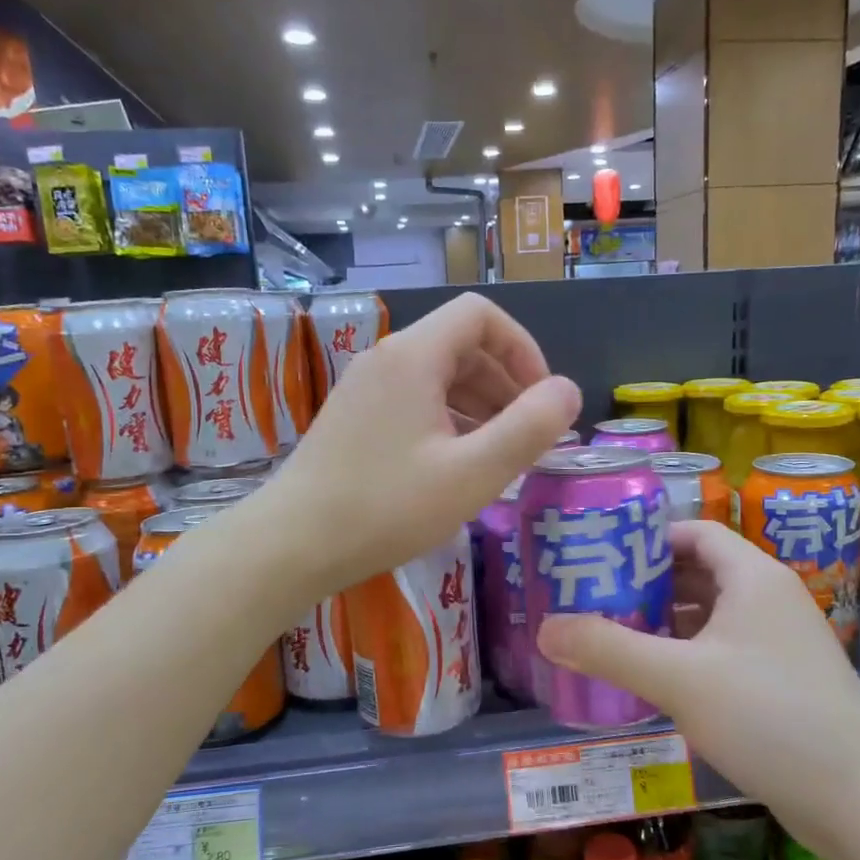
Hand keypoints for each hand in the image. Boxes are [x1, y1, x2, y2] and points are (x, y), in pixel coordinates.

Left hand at [270, 292, 580, 594]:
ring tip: (501, 455)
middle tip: (528, 436)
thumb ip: (529, 428)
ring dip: (480, 405)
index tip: (541, 399)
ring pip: (437, 376)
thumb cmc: (386, 507)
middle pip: (460, 344)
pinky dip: (448, 420)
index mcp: (413, 356)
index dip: (522, 349)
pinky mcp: (353, 419)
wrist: (292, 545)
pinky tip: (457, 465)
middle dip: (505, 383)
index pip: (481, 315)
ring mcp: (364, 389)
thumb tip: (567, 390)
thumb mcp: (472, 473)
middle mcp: (386, 359)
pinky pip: (414, 401)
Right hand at [534, 521, 859, 803]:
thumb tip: (544, 628)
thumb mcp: (678, 679)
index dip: (647, 537)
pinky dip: (687, 652)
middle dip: (647, 582)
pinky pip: (724, 649)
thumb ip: (608, 650)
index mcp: (753, 576)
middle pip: (700, 571)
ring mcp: (781, 641)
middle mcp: (770, 598)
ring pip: (711, 614)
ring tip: (612, 634)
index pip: (695, 532)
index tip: (600, 556)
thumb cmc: (769, 718)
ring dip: (665, 621)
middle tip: (593, 597)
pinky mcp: (783, 680)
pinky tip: (655, 677)